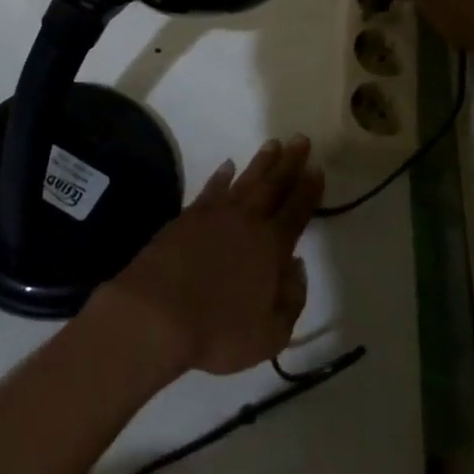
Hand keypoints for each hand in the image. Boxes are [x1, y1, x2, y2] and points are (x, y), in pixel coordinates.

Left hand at [90, 137, 320, 379]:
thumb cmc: (217, 331)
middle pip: (274, 185)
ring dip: (261, 162)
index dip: (309, 189)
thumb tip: (297, 266)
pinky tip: (228, 166)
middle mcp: (247, 221)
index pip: (297, 211)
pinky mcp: (188, 217)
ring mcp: (215, 215)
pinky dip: (221, 176)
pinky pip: (211, 189)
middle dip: (290, 162)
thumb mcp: (270, 334)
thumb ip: (292, 300)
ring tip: (273, 144)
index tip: (316, 168)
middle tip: (300, 139)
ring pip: (245, 180)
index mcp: (272, 247)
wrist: (156, 314)